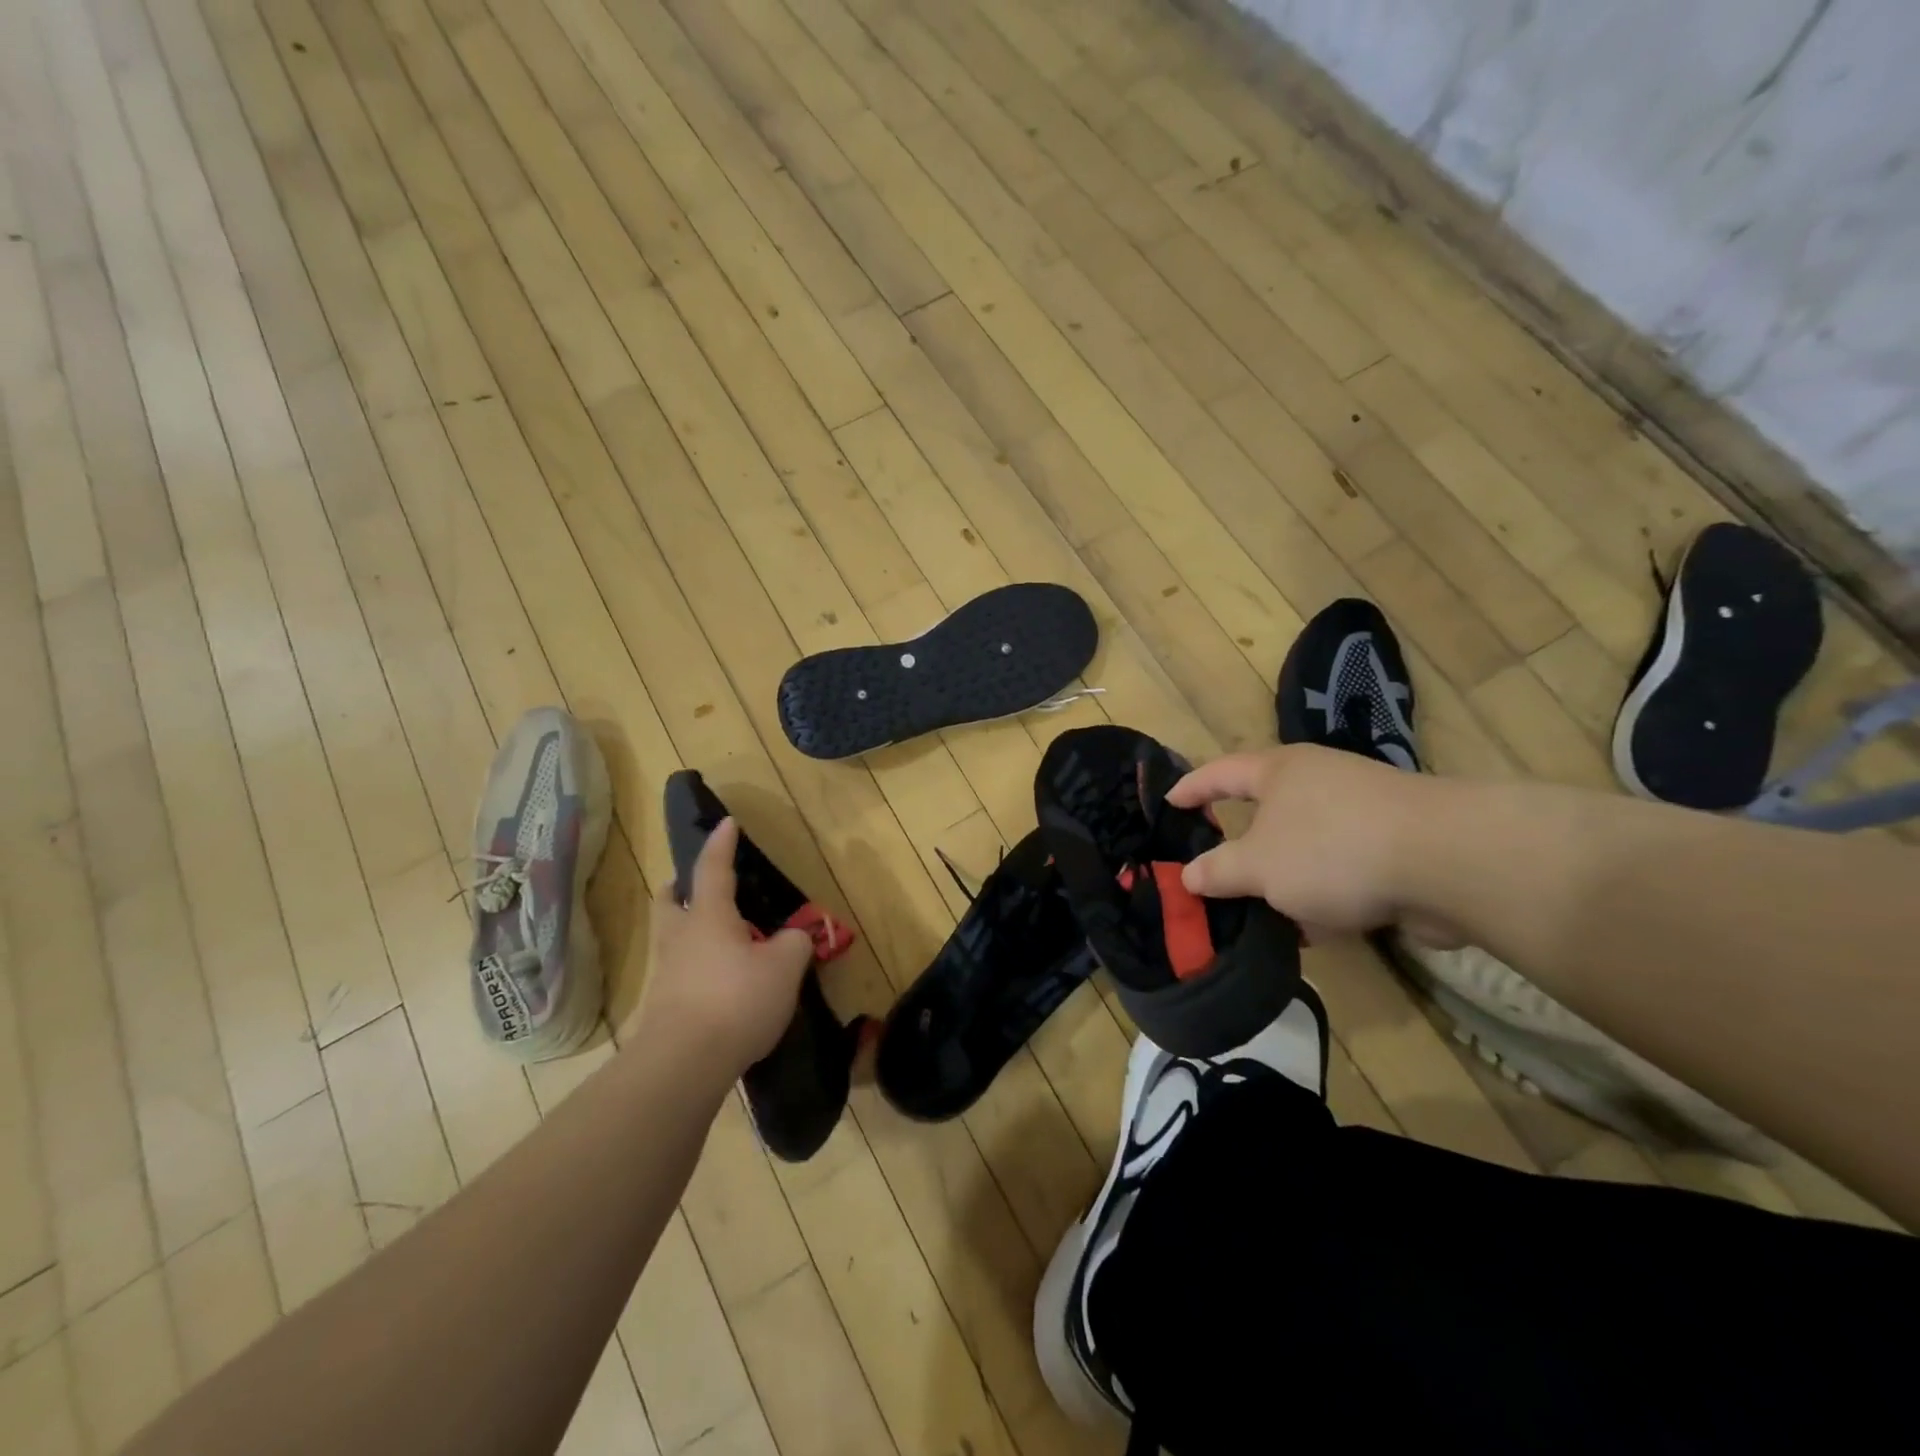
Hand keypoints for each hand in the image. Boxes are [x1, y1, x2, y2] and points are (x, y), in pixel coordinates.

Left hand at [635, 818, 812, 1077]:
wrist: (683, 1063)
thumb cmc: (736, 1000)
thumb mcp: (784, 968)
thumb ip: (795, 944)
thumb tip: (797, 937)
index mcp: (708, 917)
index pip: (712, 869)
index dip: (721, 844)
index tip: (726, 823)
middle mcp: (680, 937)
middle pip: (671, 902)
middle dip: (681, 889)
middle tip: (698, 887)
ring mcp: (666, 973)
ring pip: (671, 938)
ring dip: (688, 929)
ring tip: (718, 938)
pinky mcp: (662, 1007)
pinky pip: (678, 972)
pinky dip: (695, 966)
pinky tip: (718, 982)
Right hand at [1167, 745, 1460, 944]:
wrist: (1447, 863)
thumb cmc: (1331, 849)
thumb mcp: (1258, 866)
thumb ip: (1218, 871)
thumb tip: (1189, 876)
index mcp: (1279, 771)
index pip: (1220, 773)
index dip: (1191, 789)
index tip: (1167, 804)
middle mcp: (1318, 782)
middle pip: (1265, 811)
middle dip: (1242, 845)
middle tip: (1213, 870)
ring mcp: (1361, 813)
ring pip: (1305, 846)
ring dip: (1284, 879)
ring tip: (1260, 913)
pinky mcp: (1394, 847)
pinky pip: (1341, 870)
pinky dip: (1324, 896)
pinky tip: (1315, 930)